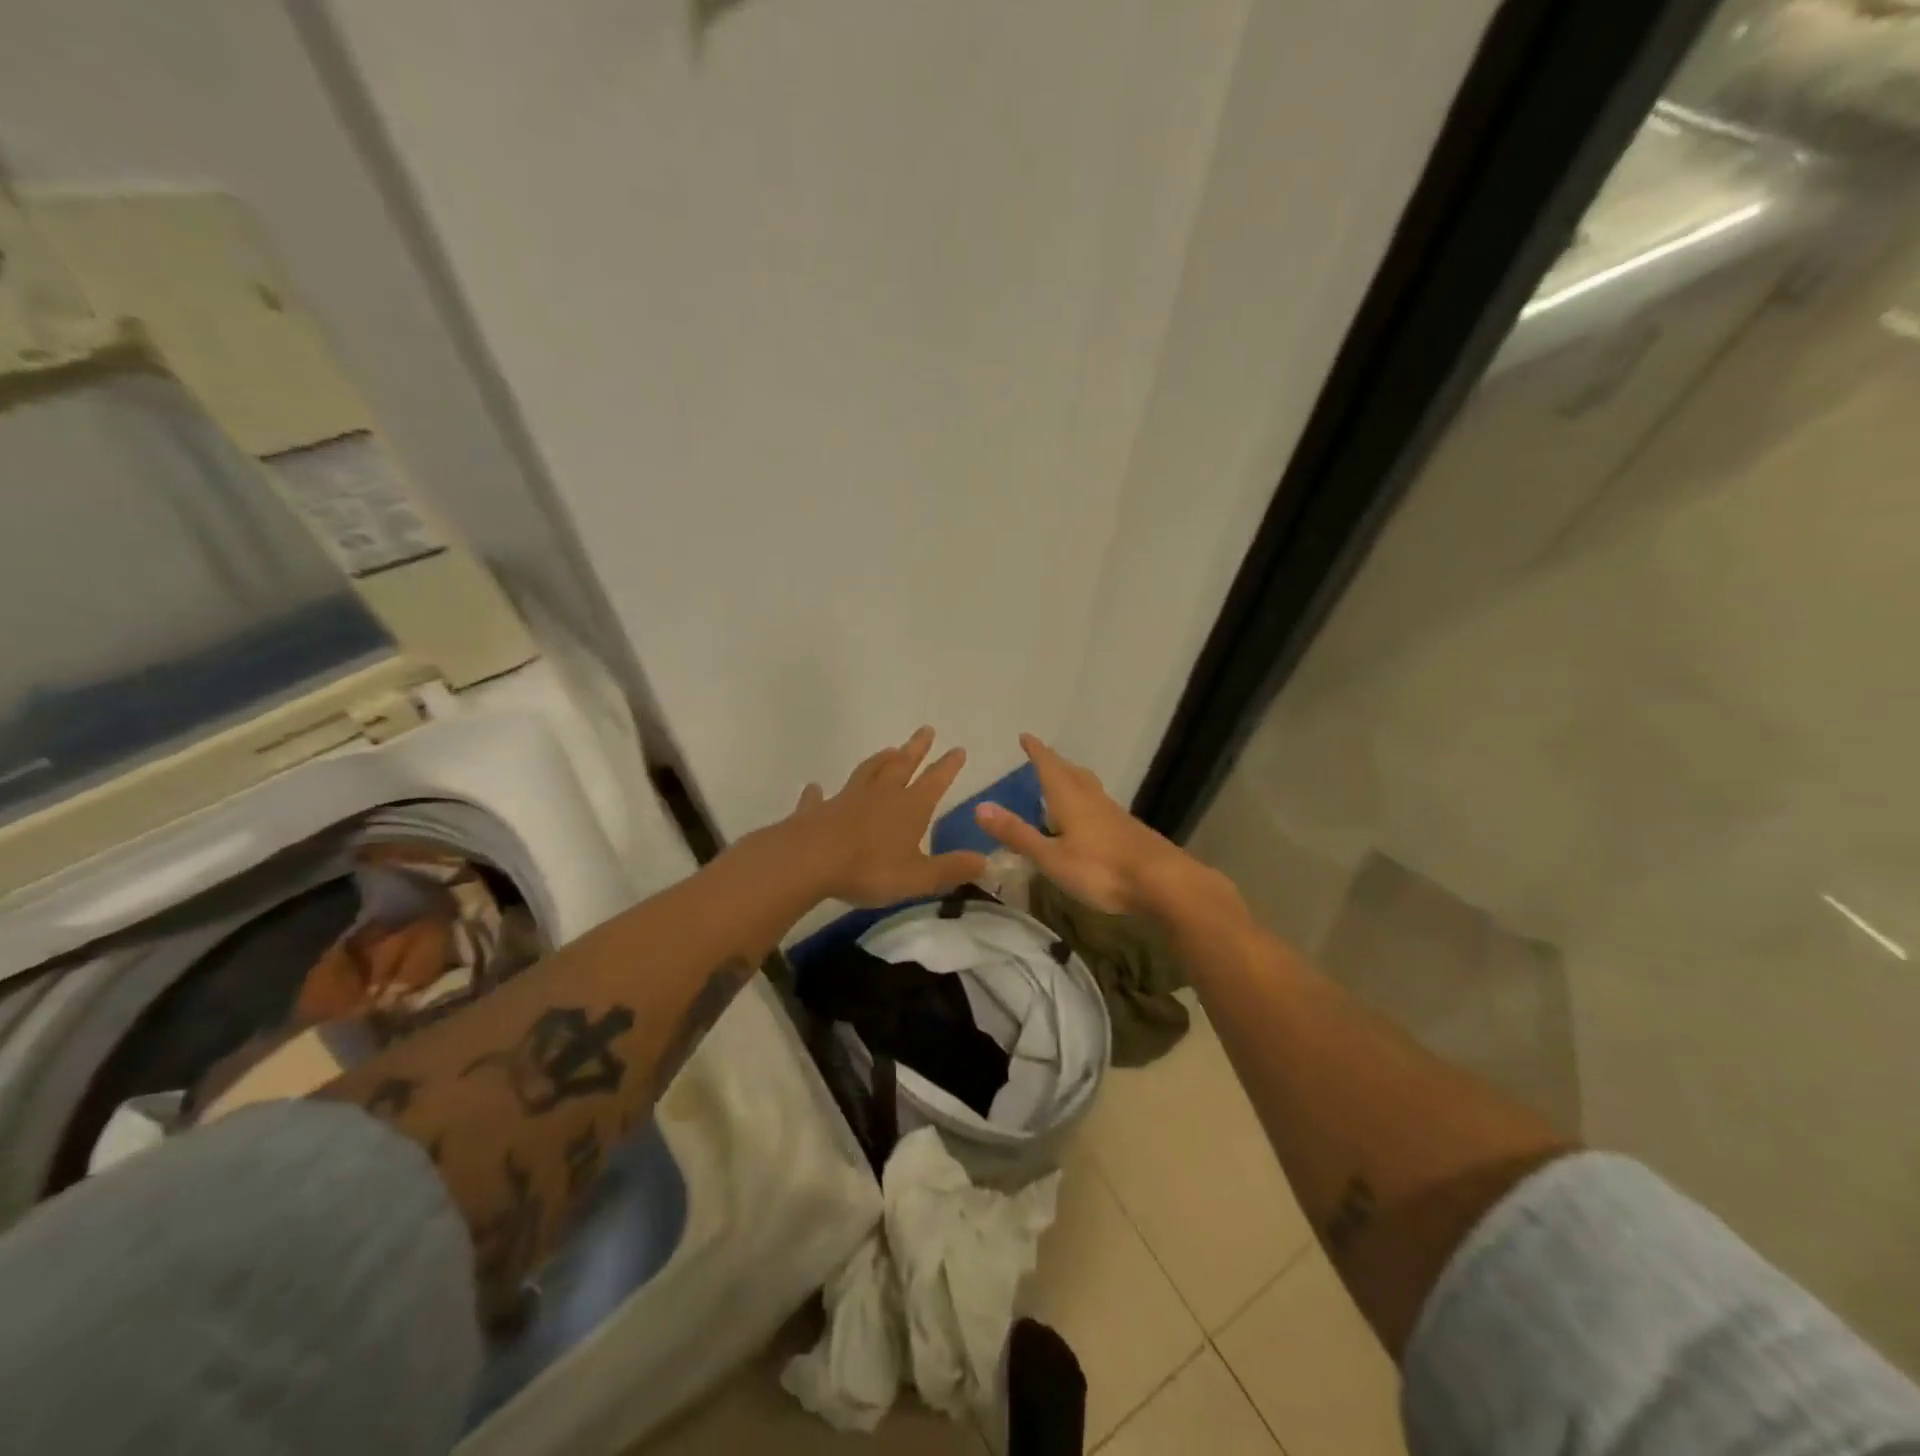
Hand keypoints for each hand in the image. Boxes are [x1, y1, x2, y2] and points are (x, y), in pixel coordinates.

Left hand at [788, 727, 989, 907]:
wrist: (809, 860)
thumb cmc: (869, 869)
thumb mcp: (918, 877)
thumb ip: (950, 869)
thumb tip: (985, 861)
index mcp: (910, 808)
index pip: (935, 781)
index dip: (948, 766)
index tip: (959, 748)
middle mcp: (881, 795)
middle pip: (902, 765)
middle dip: (917, 748)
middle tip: (926, 729)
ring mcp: (847, 799)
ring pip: (867, 772)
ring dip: (879, 760)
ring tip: (888, 749)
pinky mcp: (817, 811)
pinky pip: (819, 798)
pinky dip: (818, 792)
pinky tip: (815, 788)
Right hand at [972, 734, 1197, 915]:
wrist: (1163, 883)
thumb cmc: (1101, 869)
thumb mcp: (1051, 857)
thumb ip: (1017, 834)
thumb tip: (979, 807)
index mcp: (1071, 800)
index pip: (1049, 767)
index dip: (1036, 751)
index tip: (1025, 736)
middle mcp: (1093, 799)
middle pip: (1072, 773)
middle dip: (1054, 763)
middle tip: (1041, 756)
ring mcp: (1115, 814)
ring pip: (1089, 788)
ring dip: (1073, 779)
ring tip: (1063, 781)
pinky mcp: (1129, 831)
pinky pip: (1101, 805)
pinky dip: (1087, 800)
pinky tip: (1089, 817)